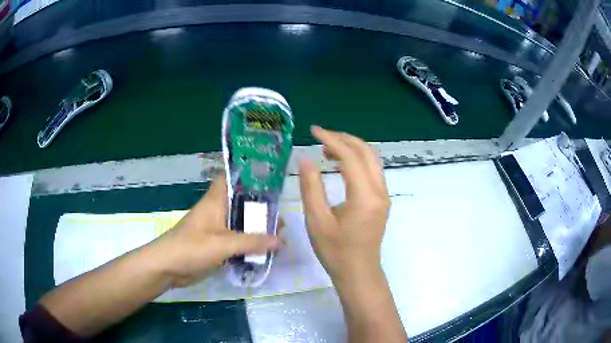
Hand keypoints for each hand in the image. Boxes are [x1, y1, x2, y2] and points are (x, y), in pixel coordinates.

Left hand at [153, 177, 280, 287]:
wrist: (167, 268)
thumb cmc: (191, 248)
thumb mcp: (222, 244)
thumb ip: (251, 242)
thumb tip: (281, 240)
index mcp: (216, 201)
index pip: (232, 178)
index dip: (250, 176)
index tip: (272, 183)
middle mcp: (218, 212)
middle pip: (242, 205)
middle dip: (262, 211)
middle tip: (283, 221)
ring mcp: (217, 230)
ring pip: (241, 225)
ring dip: (257, 231)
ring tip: (280, 238)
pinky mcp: (216, 246)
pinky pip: (237, 242)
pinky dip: (250, 246)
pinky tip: (265, 253)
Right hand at [299, 126, 390, 284]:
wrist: (358, 272)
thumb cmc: (335, 251)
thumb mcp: (317, 221)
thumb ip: (311, 187)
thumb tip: (305, 159)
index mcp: (365, 196)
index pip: (350, 156)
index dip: (331, 139)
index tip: (313, 130)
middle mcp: (380, 191)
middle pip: (366, 152)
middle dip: (344, 138)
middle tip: (320, 136)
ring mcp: (384, 195)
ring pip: (372, 159)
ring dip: (352, 148)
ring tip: (327, 148)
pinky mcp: (382, 200)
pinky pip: (372, 170)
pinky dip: (357, 160)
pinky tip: (340, 163)